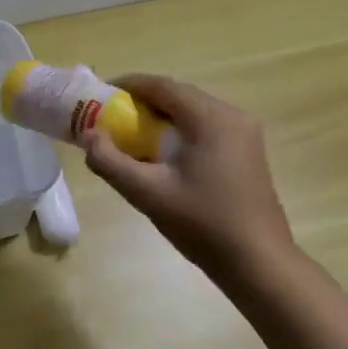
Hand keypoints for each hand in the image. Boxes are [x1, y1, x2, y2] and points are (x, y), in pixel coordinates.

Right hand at [81, 74, 295, 289]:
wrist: (259, 263)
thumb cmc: (202, 224)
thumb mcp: (148, 194)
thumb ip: (110, 162)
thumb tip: (88, 136)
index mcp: (210, 118)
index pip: (162, 86)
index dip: (128, 85)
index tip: (99, 95)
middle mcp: (231, 115)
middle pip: (178, 95)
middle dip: (142, 102)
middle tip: (111, 118)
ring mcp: (244, 133)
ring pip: (193, 111)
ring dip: (161, 117)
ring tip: (132, 136)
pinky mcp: (247, 151)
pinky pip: (206, 127)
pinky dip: (180, 130)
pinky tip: (164, 155)